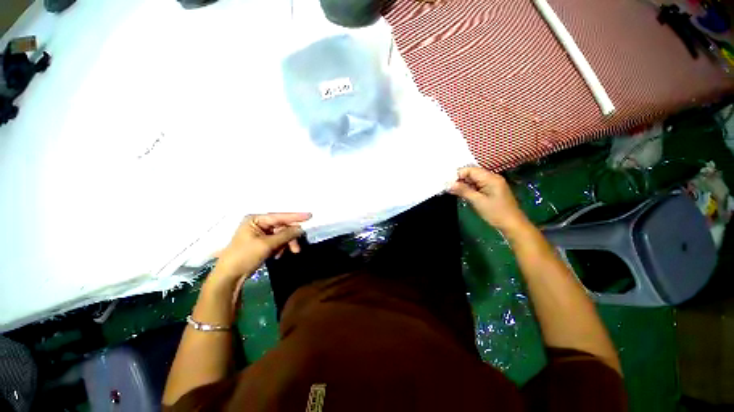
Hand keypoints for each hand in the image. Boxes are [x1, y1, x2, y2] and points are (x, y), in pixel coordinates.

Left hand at [212, 213, 311, 285]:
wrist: (230, 276)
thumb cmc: (245, 256)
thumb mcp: (267, 245)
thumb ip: (285, 235)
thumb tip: (301, 229)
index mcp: (256, 219)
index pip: (280, 216)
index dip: (295, 217)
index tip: (309, 215)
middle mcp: (258, 224)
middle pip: (282, 227)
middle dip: (290, 238)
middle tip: (297, 248)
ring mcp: (260, 233)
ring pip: (281, 235)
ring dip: (285, 244)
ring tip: (284, 255)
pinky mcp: (261, 242)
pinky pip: (276, 242)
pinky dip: (279, 248)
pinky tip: (276, 256)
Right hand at [449, 167, 528, 233]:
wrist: (513, 225)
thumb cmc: (496, 213)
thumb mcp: (477, 201)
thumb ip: (463, 191)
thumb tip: (449, 184)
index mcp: (490, 178)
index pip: (470, 170)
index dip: (458, 175)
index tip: (447, 183)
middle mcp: (492, 177)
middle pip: (472, 173)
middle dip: (459, 179)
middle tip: (448, 188)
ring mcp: (492, 184)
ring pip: (473, 180)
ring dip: (463, 185)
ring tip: (452, 191)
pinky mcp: (491, 190)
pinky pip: (477, 185)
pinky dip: (469, 189)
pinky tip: (461, 194)